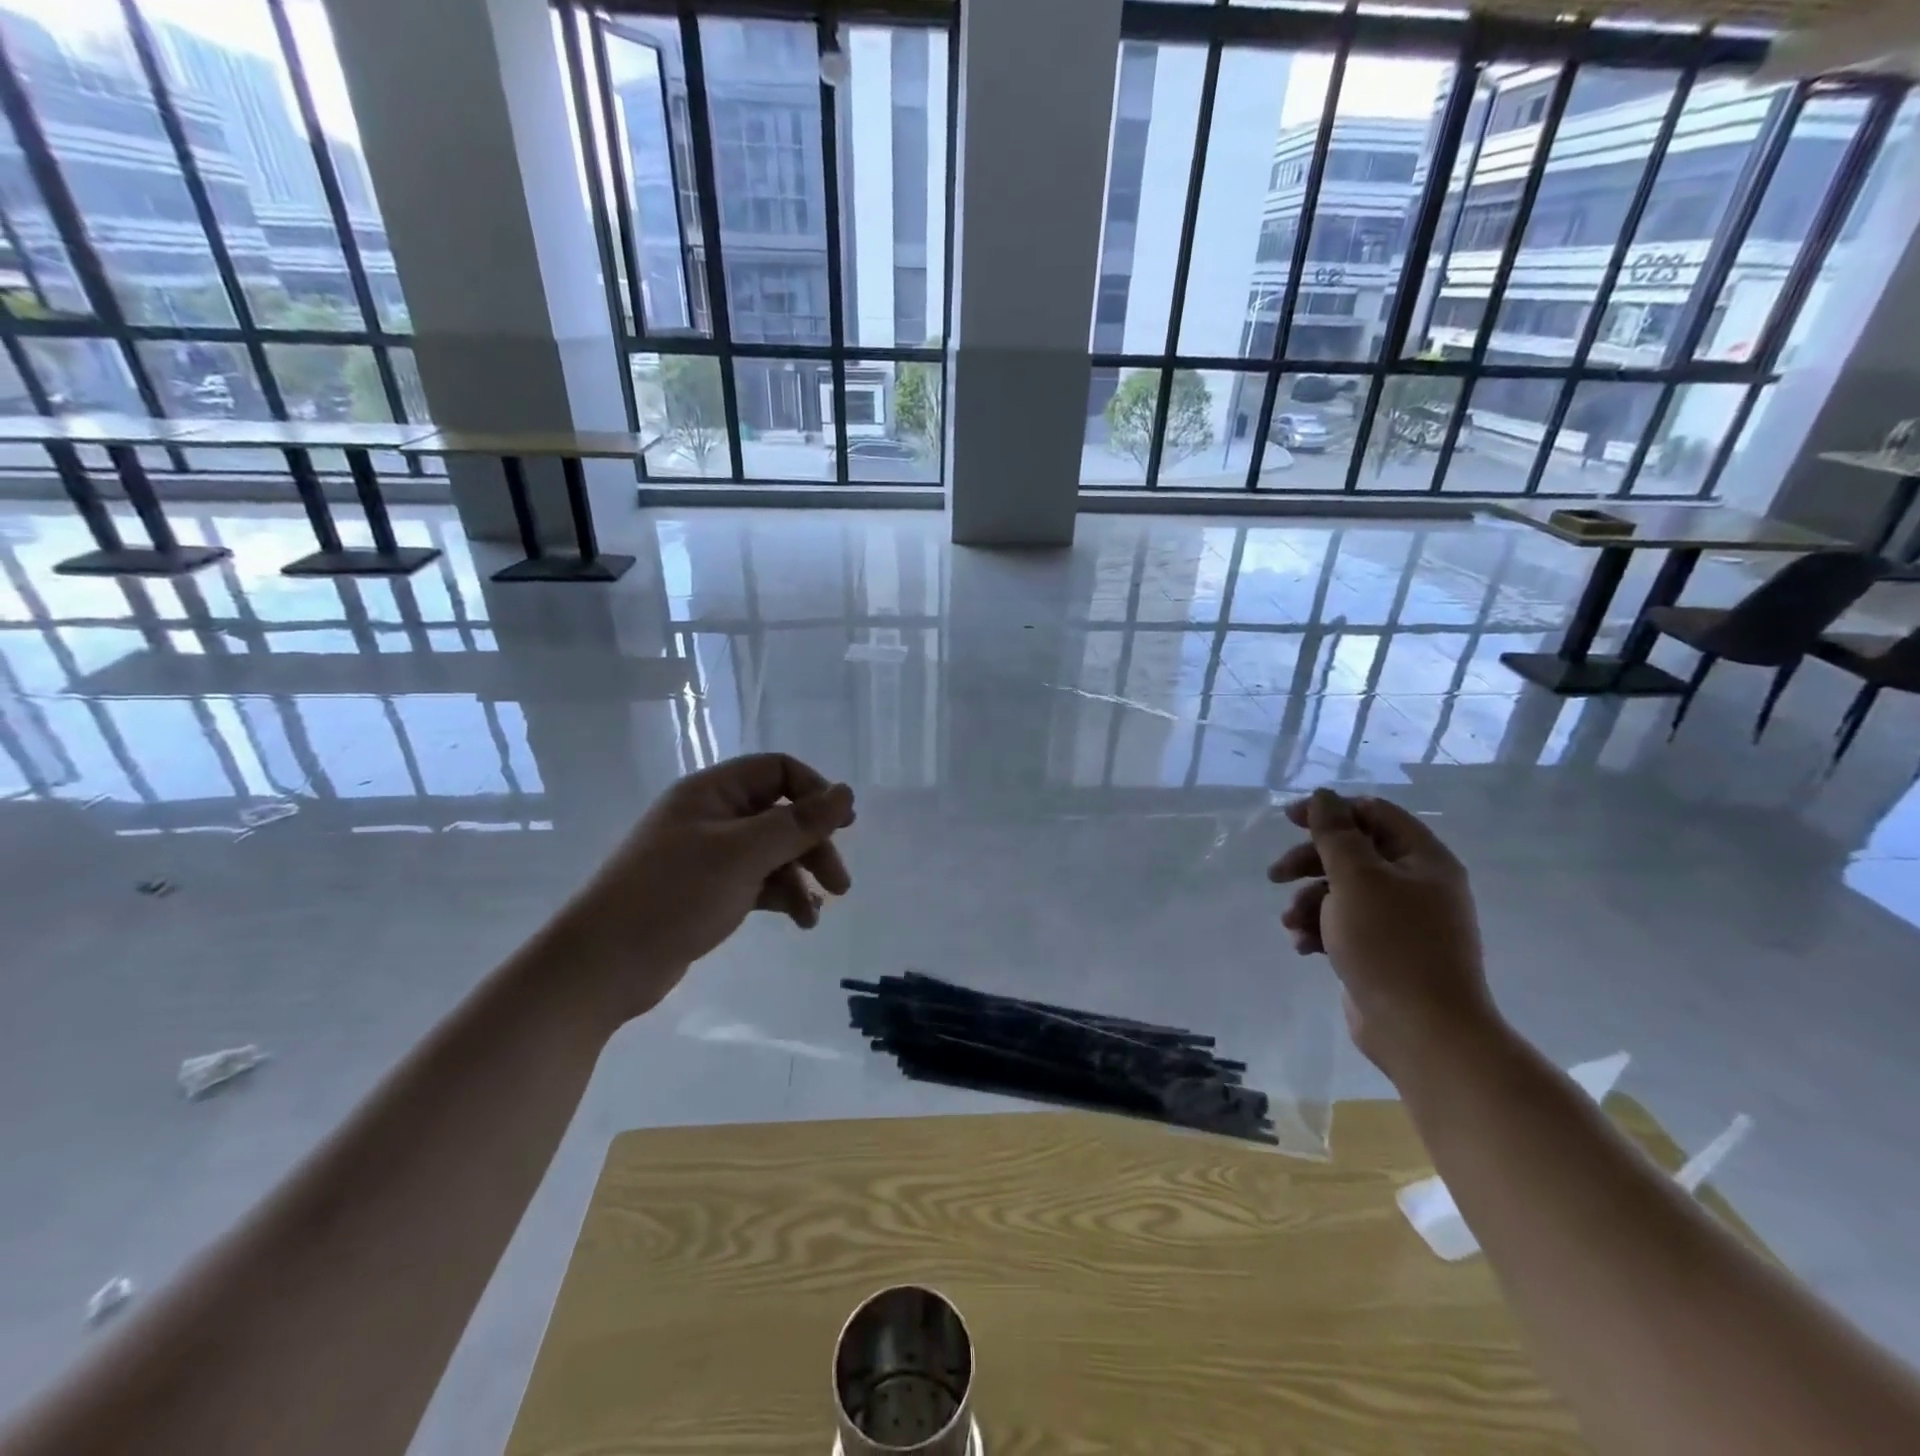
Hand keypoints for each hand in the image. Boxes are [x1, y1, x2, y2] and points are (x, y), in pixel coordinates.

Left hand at [555, 753, 855, 1021]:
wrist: (603, 965)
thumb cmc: (673, 895)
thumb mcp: (744, 855)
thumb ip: (799, 824)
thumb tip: (847, 793)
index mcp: (713, 792)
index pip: (778, 771)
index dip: (815, 793)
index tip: (844, 826)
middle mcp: (712, 816)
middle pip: (780, 814)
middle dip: (814, 845)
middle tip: (840, 884)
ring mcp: (708, 855)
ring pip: (772, 852)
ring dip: (801, 877)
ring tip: (816, 913)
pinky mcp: (708, 891)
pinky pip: (758, 881)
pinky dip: (782, 897)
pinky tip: (800, 921)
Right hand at [1267, 788, 1496, 1081]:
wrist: (1422, 1031)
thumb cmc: (1390, 944)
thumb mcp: (1356, 879)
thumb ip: (1335, 834)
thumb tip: (1324, 796)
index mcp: (1423, 859)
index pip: (1374, 813)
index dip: (1330, 811)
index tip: (1289, 821)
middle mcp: (1416, 884)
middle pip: (1353, 853)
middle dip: (1309, 862)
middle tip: (1276, 875)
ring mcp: (1401, 921)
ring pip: (1342, 891)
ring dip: (1309, 901)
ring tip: (1292, 924)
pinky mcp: (1384, 951)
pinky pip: (1345, 924)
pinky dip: (1320, 929)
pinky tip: (1303, 947)